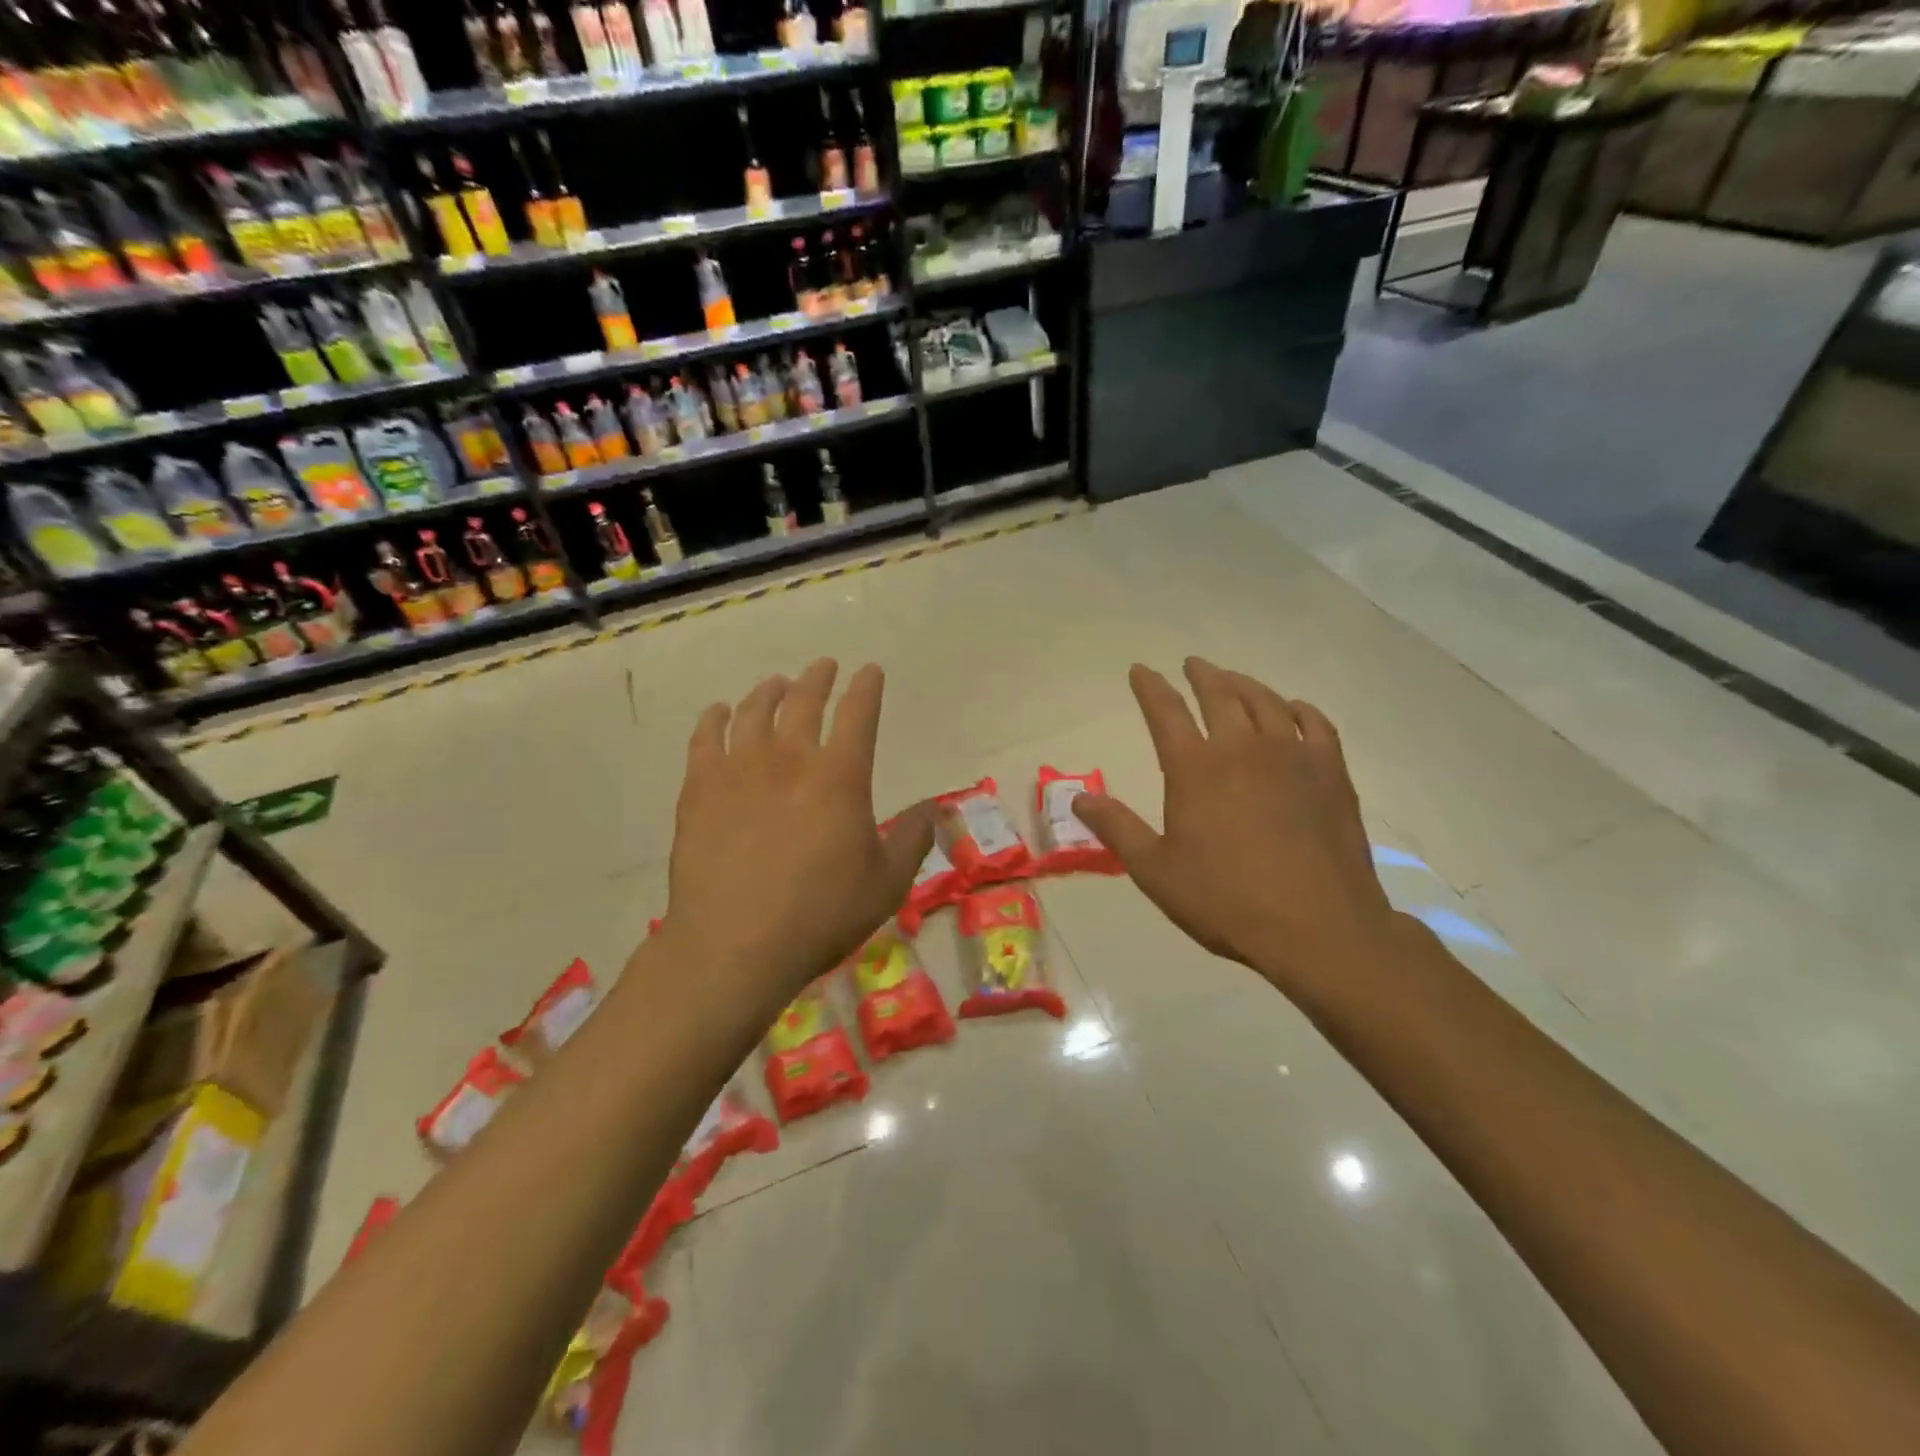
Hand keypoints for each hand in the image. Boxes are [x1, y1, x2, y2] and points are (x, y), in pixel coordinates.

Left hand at [658, 659, 934, 1012]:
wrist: (735, 946)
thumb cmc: (820, 916)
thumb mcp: (887, 885)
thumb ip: (912, 840)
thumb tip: (933, 809)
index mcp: (840, 776)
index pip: (858, 714)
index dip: (866, 688)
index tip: (869, 671)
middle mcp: (790, 758)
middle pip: (804, 701)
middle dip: (818, 678)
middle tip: (823, 666)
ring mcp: (739, 770)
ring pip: (754, 711)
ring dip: (769, 691)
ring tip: (777, 684)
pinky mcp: (700, 789)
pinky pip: (706, 738)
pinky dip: (716, 719)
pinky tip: (720, 712)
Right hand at [1073, 658, 1397, 1004]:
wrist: (1319, 928)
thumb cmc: (1226, 901)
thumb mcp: (1155, 871)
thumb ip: (1117, 829)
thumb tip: (1079, 799)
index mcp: (1195, 768)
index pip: (1165, 712)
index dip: (1150, 687)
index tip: (1140, 670)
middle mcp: (1243, 748)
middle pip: (1219, 695)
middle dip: (1201, 675)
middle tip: (1191, 664)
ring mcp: (1292, 756)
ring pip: (1266, 702)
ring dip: (1244, 684)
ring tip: (1232, 680)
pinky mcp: (1331, 773)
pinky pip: (1315, 724)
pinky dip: (1298, 709)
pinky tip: (1293, 709)